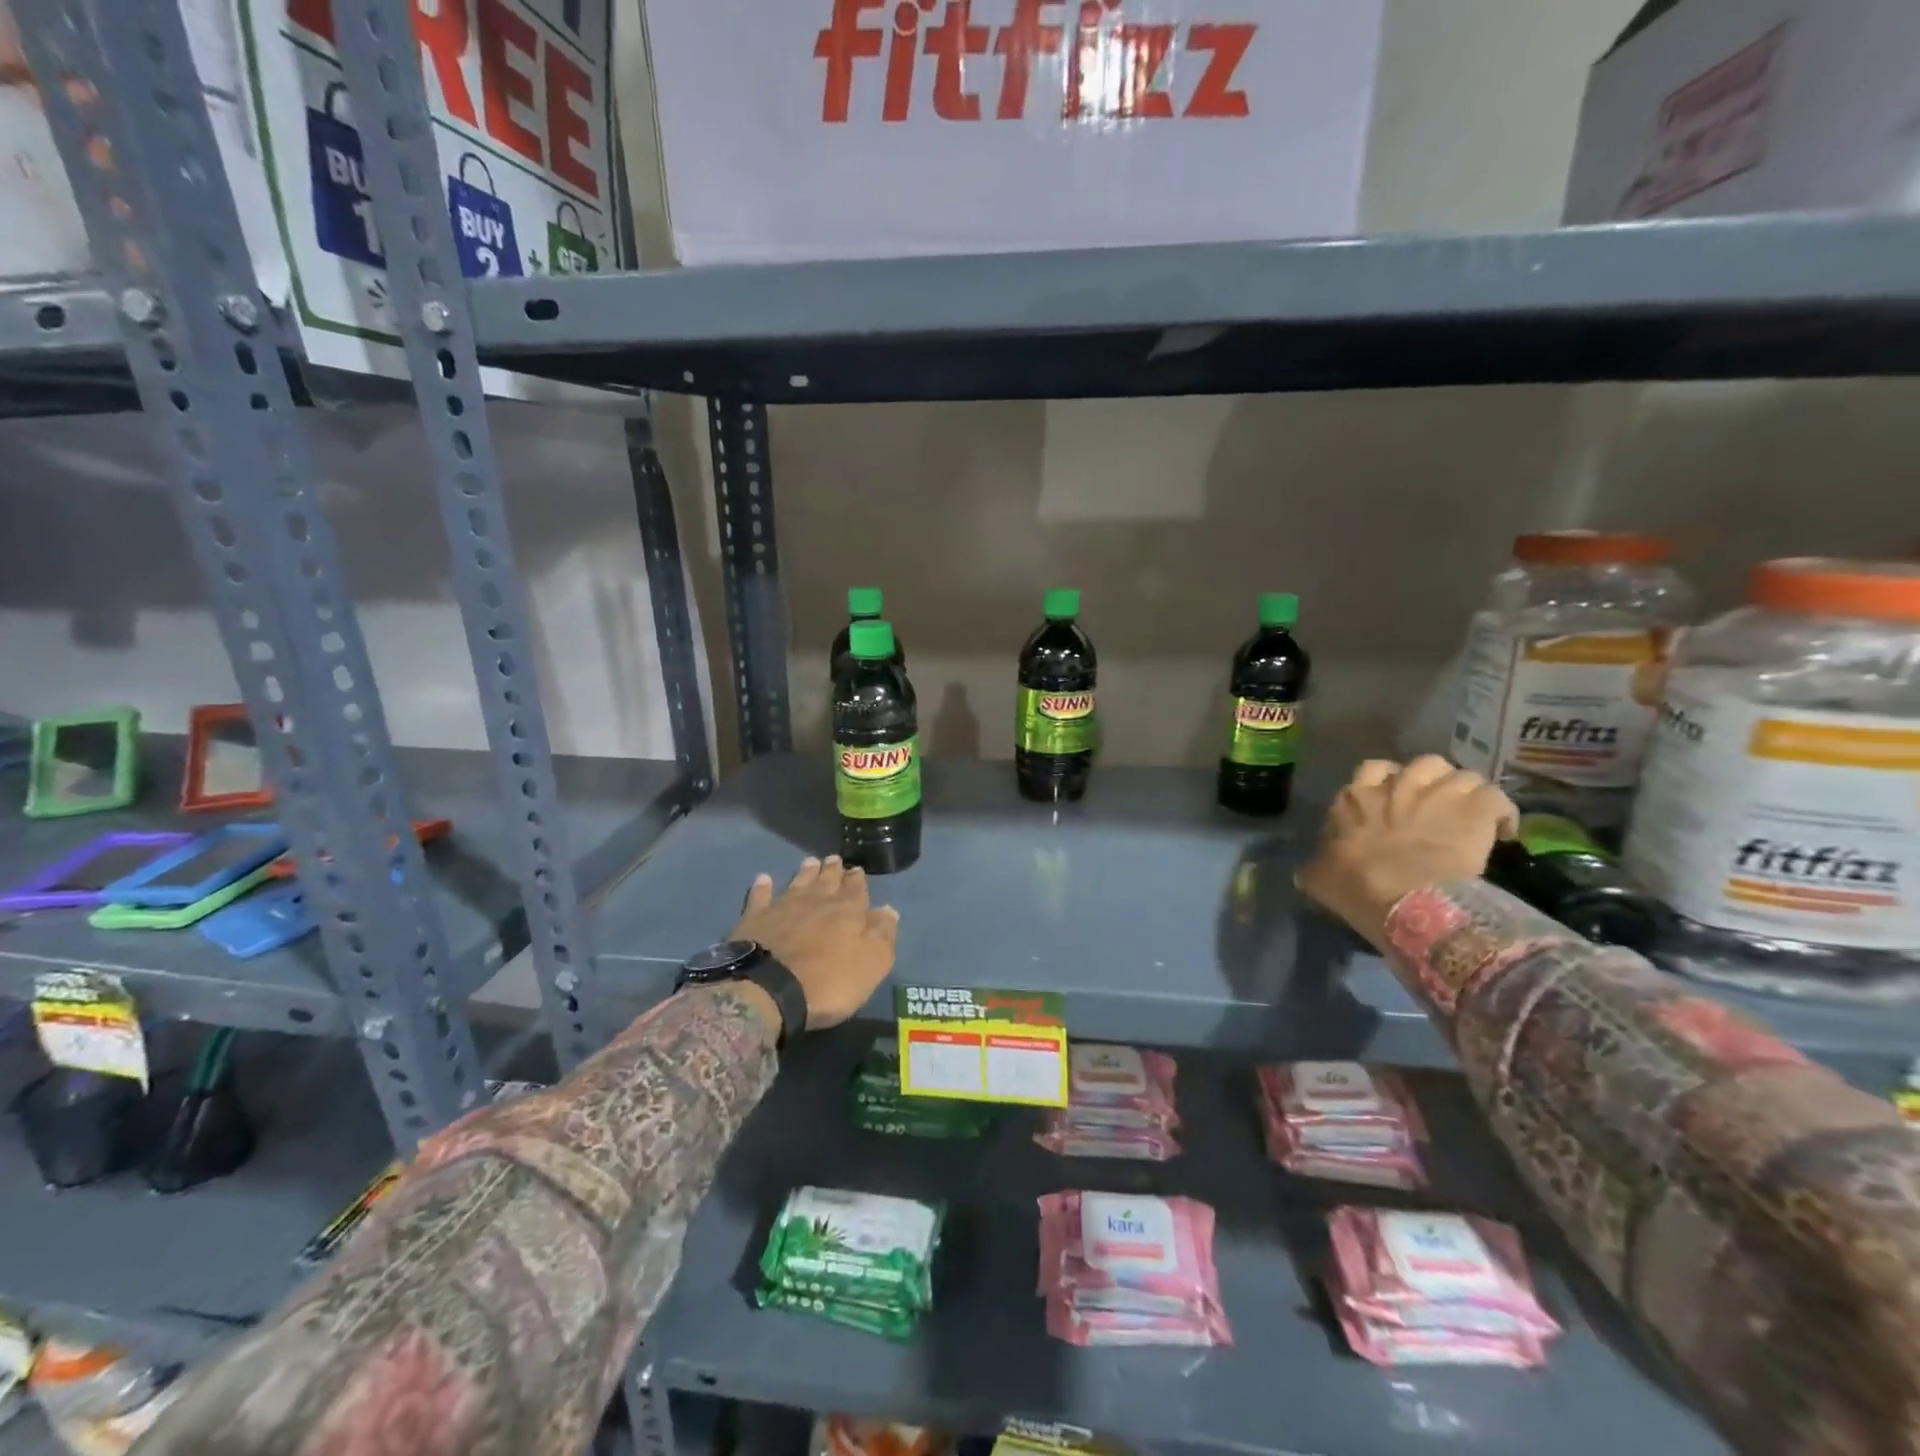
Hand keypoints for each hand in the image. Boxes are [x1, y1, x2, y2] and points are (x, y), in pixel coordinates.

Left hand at [730, 856, 899, 1029]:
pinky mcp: (755, 918)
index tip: (858, 870)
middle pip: (827, 880)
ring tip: (810, 861)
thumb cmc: (829, 981)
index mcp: (848, 911)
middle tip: (834, 859)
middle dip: (833, 870)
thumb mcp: (872, 963)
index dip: (857, 880)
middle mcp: (817, 901)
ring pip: (798, 882)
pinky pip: (760, 896)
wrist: (770, 989)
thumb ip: (882, 934)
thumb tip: (889, 910)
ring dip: (805, 872)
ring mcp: (783, 906)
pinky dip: (763, 886)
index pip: (856, 889)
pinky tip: (763, 878)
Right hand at [1295, 756, 1517, 949]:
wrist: (1404, 900)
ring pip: (1463, 776)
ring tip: (1471, 819)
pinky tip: (1502, 832)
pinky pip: (1496, 796)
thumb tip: (1305, 870)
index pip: (1372, 771)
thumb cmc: (1356, 888)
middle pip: (1423, 765)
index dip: (1386, 785)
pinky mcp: (1476, 808)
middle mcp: (1397, 785)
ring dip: (1467, 795)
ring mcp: (1439, 792)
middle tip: (1436, 810)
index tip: (1393, 808)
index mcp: (1355, 797)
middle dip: (1432, 783)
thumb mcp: (1319, 877)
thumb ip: (1316, 866)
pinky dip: (1500, 812)